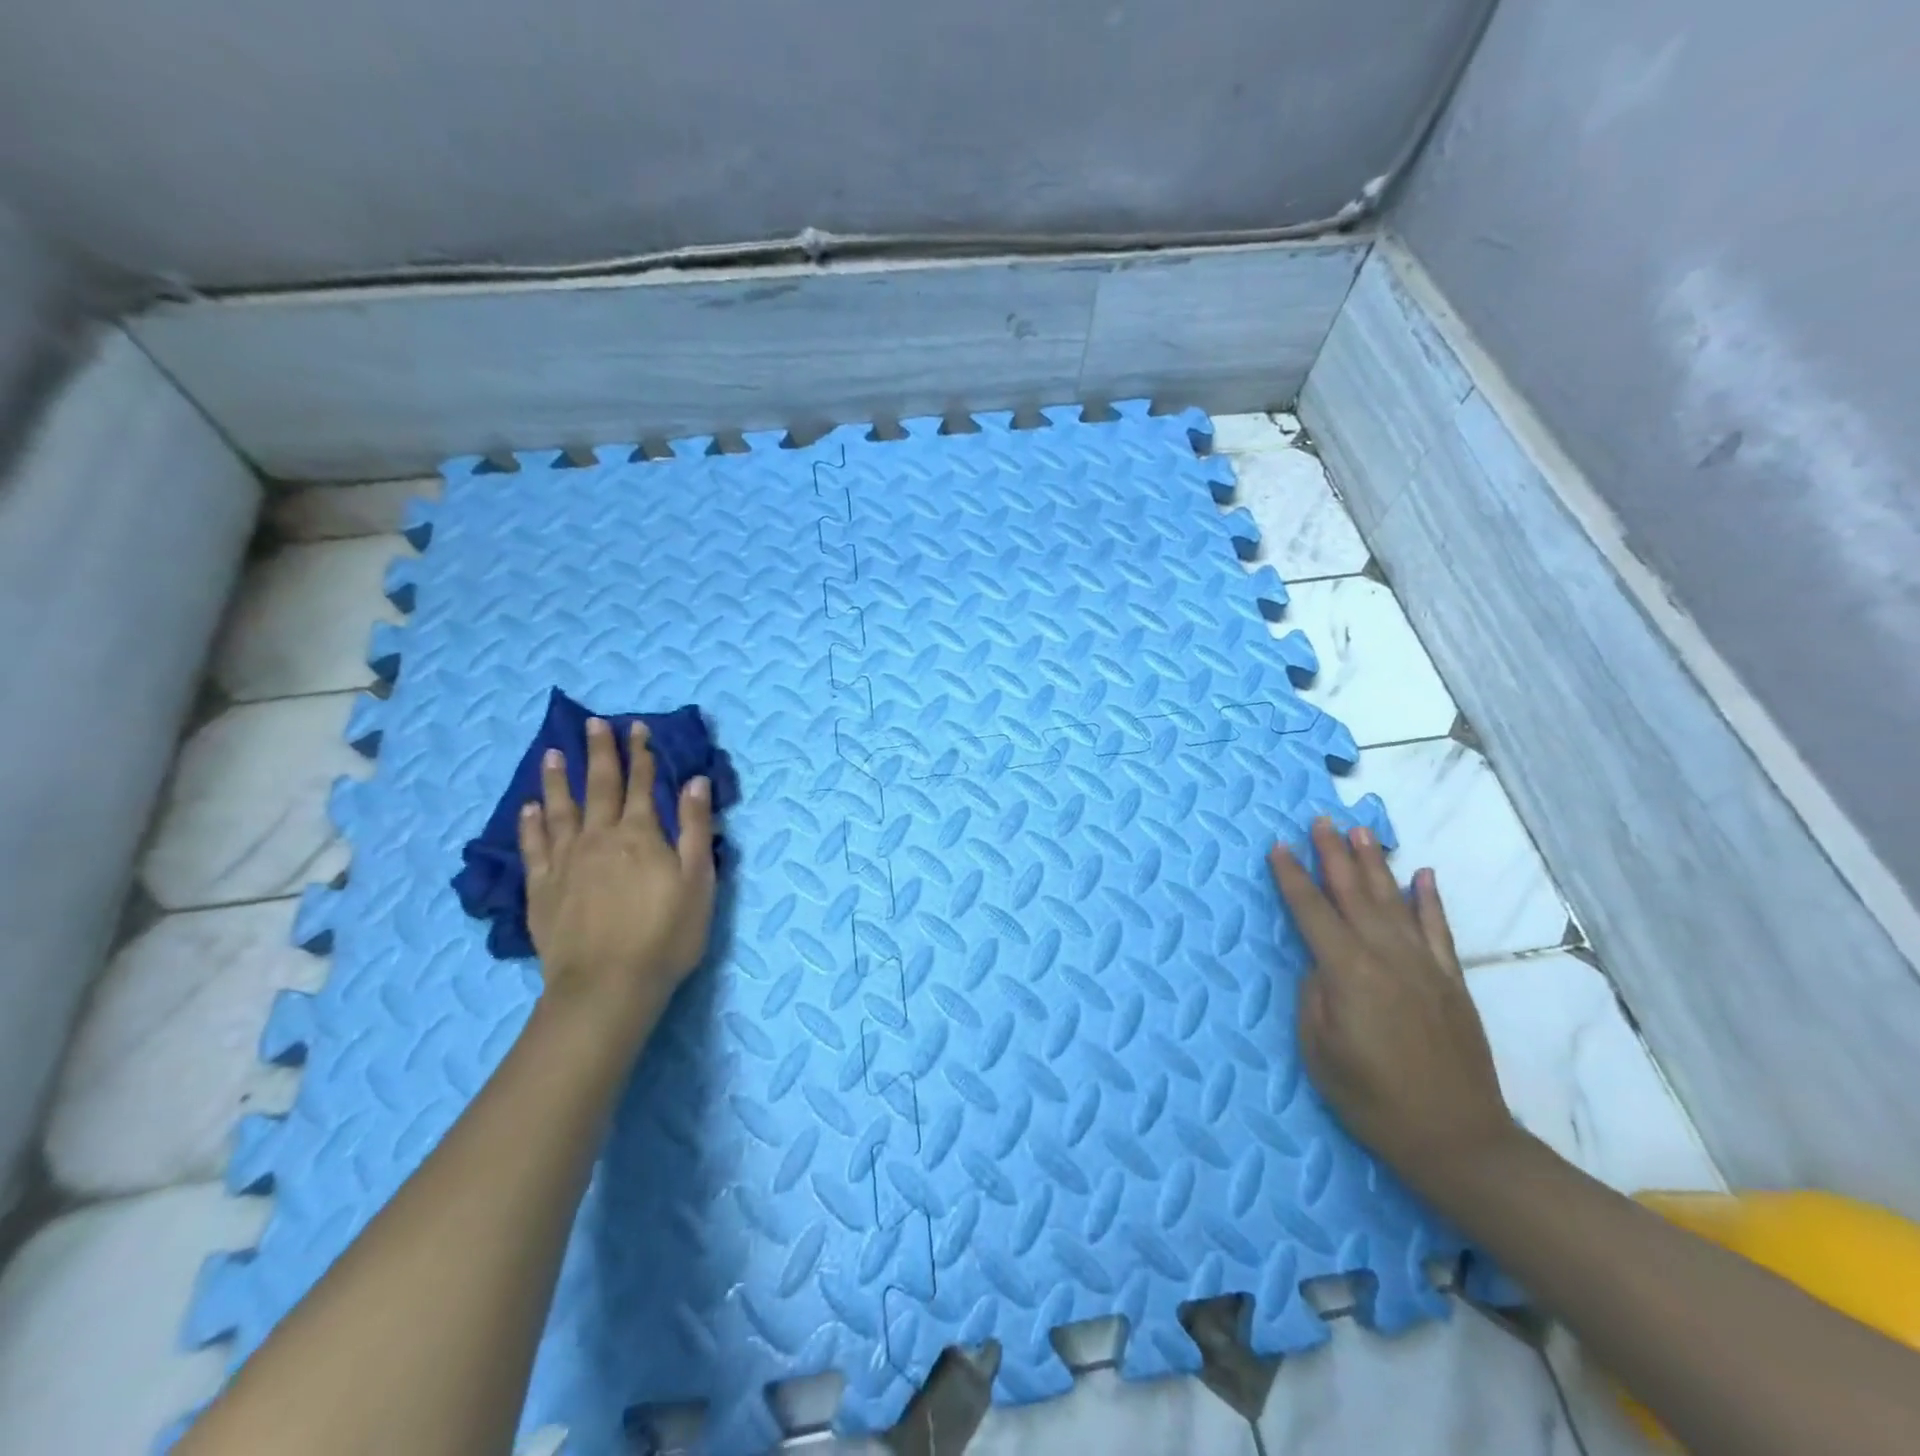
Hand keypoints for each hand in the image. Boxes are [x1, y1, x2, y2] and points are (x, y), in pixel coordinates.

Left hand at [519, 717, 716, 1028]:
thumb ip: (694, 827)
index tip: (636, 727)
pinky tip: (529, 809)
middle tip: (593, 724)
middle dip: (600, 753)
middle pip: (599, 786)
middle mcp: (599, 837)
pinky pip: (533, 847)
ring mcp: (566, 862)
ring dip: (557, 779)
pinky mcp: (542, 888)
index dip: (641, 754)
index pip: (642, 784)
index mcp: (640, 835)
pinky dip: (531, 824)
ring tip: (552, 753)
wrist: (608, 985)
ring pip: (559, 809)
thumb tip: (694, 781)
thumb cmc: (666, 934)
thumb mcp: (698, 880)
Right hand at [1268, 818, 1512, 1190]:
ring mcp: (1425, 966)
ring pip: (1394, 901)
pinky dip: (1430, 899)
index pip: (1312, 912)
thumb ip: (1314, 996)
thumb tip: (1320, 964)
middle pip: (1354, 894)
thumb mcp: (1319, 1052)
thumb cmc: (1373, 1100)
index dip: (1292, 878)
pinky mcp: (1451, 981)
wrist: (1458, 1139)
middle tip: (1320, 819)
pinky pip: (1439, 929)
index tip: (1278, 846)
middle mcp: (1387, 957)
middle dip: (1333, 854)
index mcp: (1348, 973)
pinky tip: (1423, 874)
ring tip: (1360, 831)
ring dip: (1375, 864)